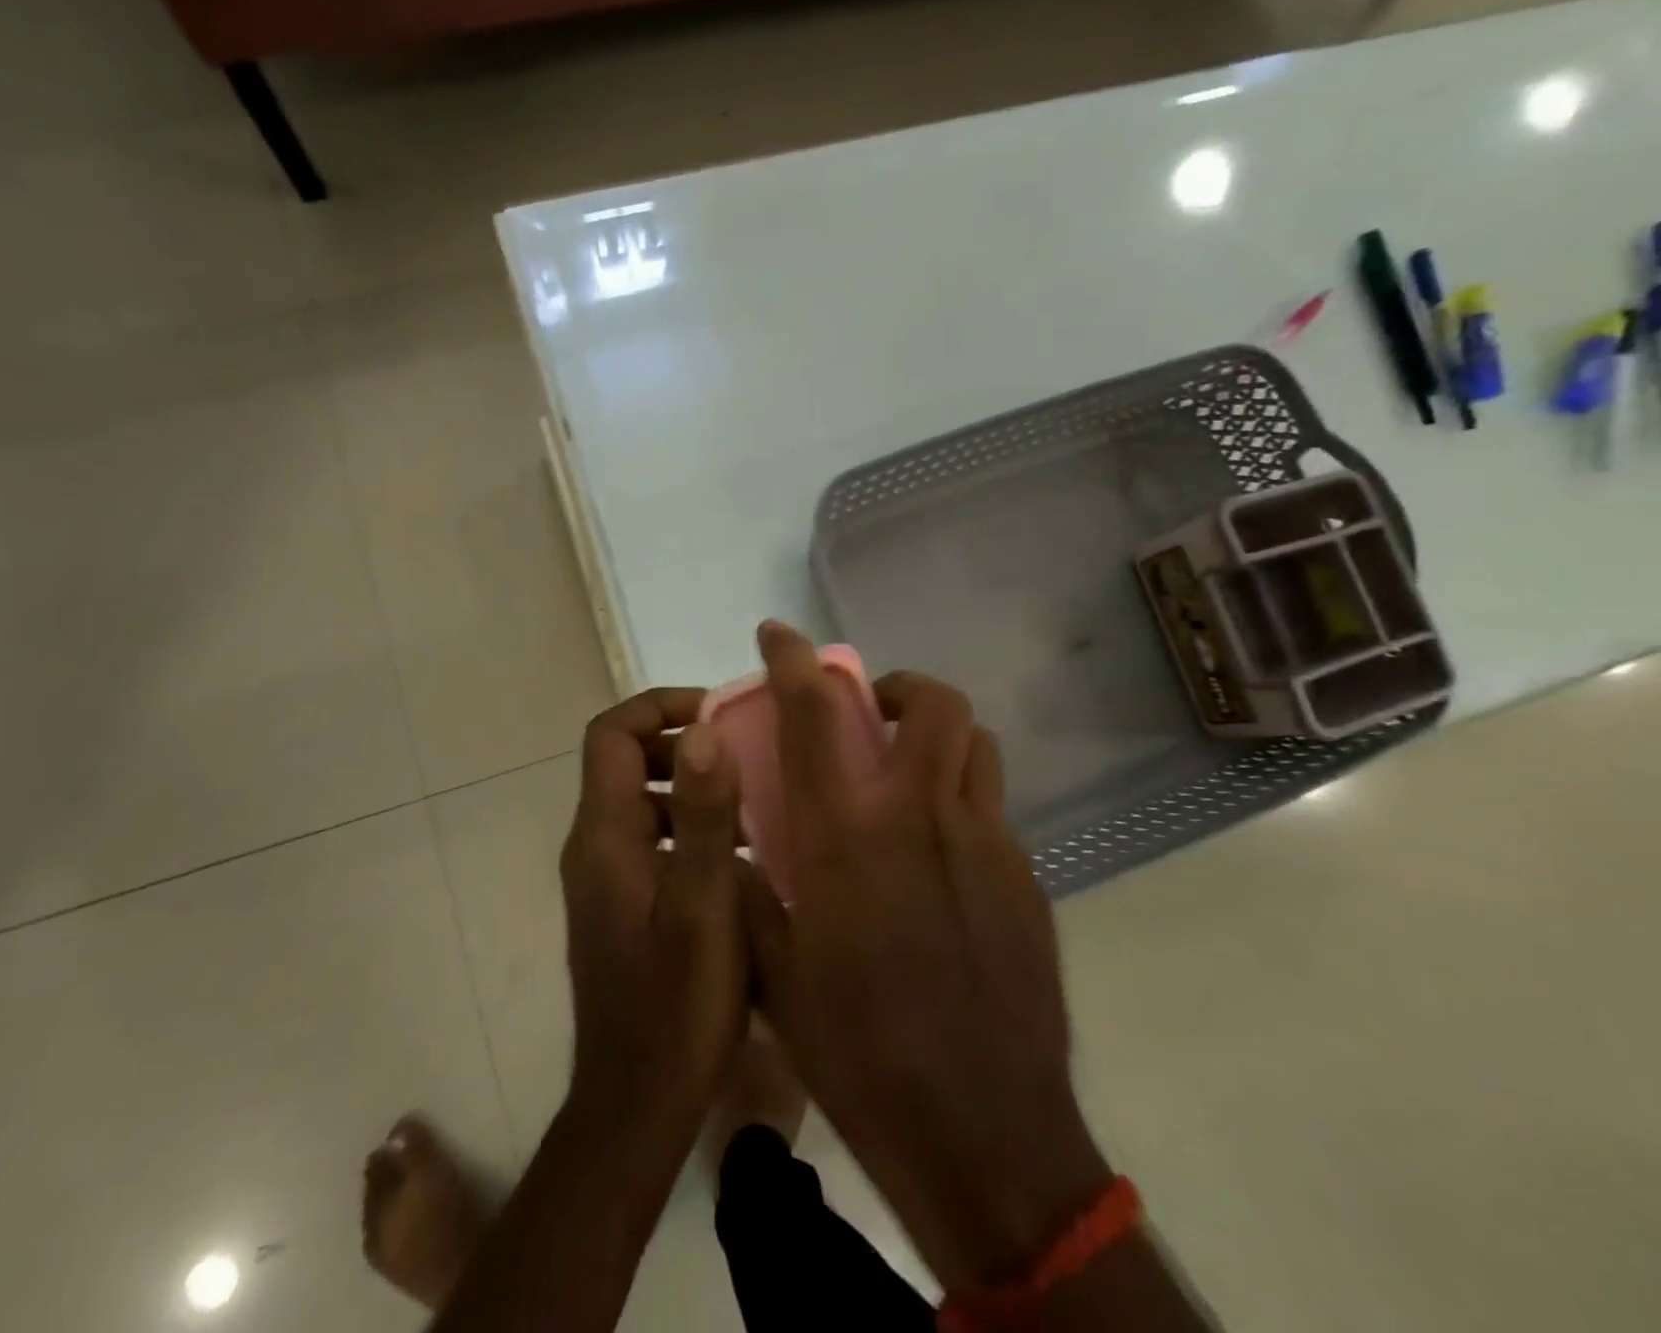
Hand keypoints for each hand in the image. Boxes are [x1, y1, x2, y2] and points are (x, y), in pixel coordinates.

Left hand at [560, 689, 748, 1125]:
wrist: (637, 1104)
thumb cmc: (677, 1004)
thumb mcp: (704, 903)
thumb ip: (704, 814)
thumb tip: (702, 729)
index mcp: (603, 834)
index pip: (610, 734)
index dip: (658, 707)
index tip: (716, 712)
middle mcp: (592, 845)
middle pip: (623, 762)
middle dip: (680, 744)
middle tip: (744, 754)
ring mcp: (602, 877)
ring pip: (640, 801)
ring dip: (688, 787)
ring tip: (750, 800)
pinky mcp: (619, 903)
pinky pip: (649, 839)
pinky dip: (686, 826)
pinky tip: (736, 856)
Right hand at [741, 623, 1112, 1293]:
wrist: (983, 1135)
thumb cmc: (861, 1051)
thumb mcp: (775, 972)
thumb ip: (753, 892)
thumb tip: (741, 848)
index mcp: (849, 835)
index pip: (816, 714)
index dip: (793, 659)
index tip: (777, 633)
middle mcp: (923, 818)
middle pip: (934, 704)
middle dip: (899, 687)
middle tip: (870, 715)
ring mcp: (986, 845)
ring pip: (977, 745)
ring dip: (938, 736)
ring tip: (907, 774)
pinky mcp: (1026, 880)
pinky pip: (993, 809)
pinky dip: (960, 800)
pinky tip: (938, 858)